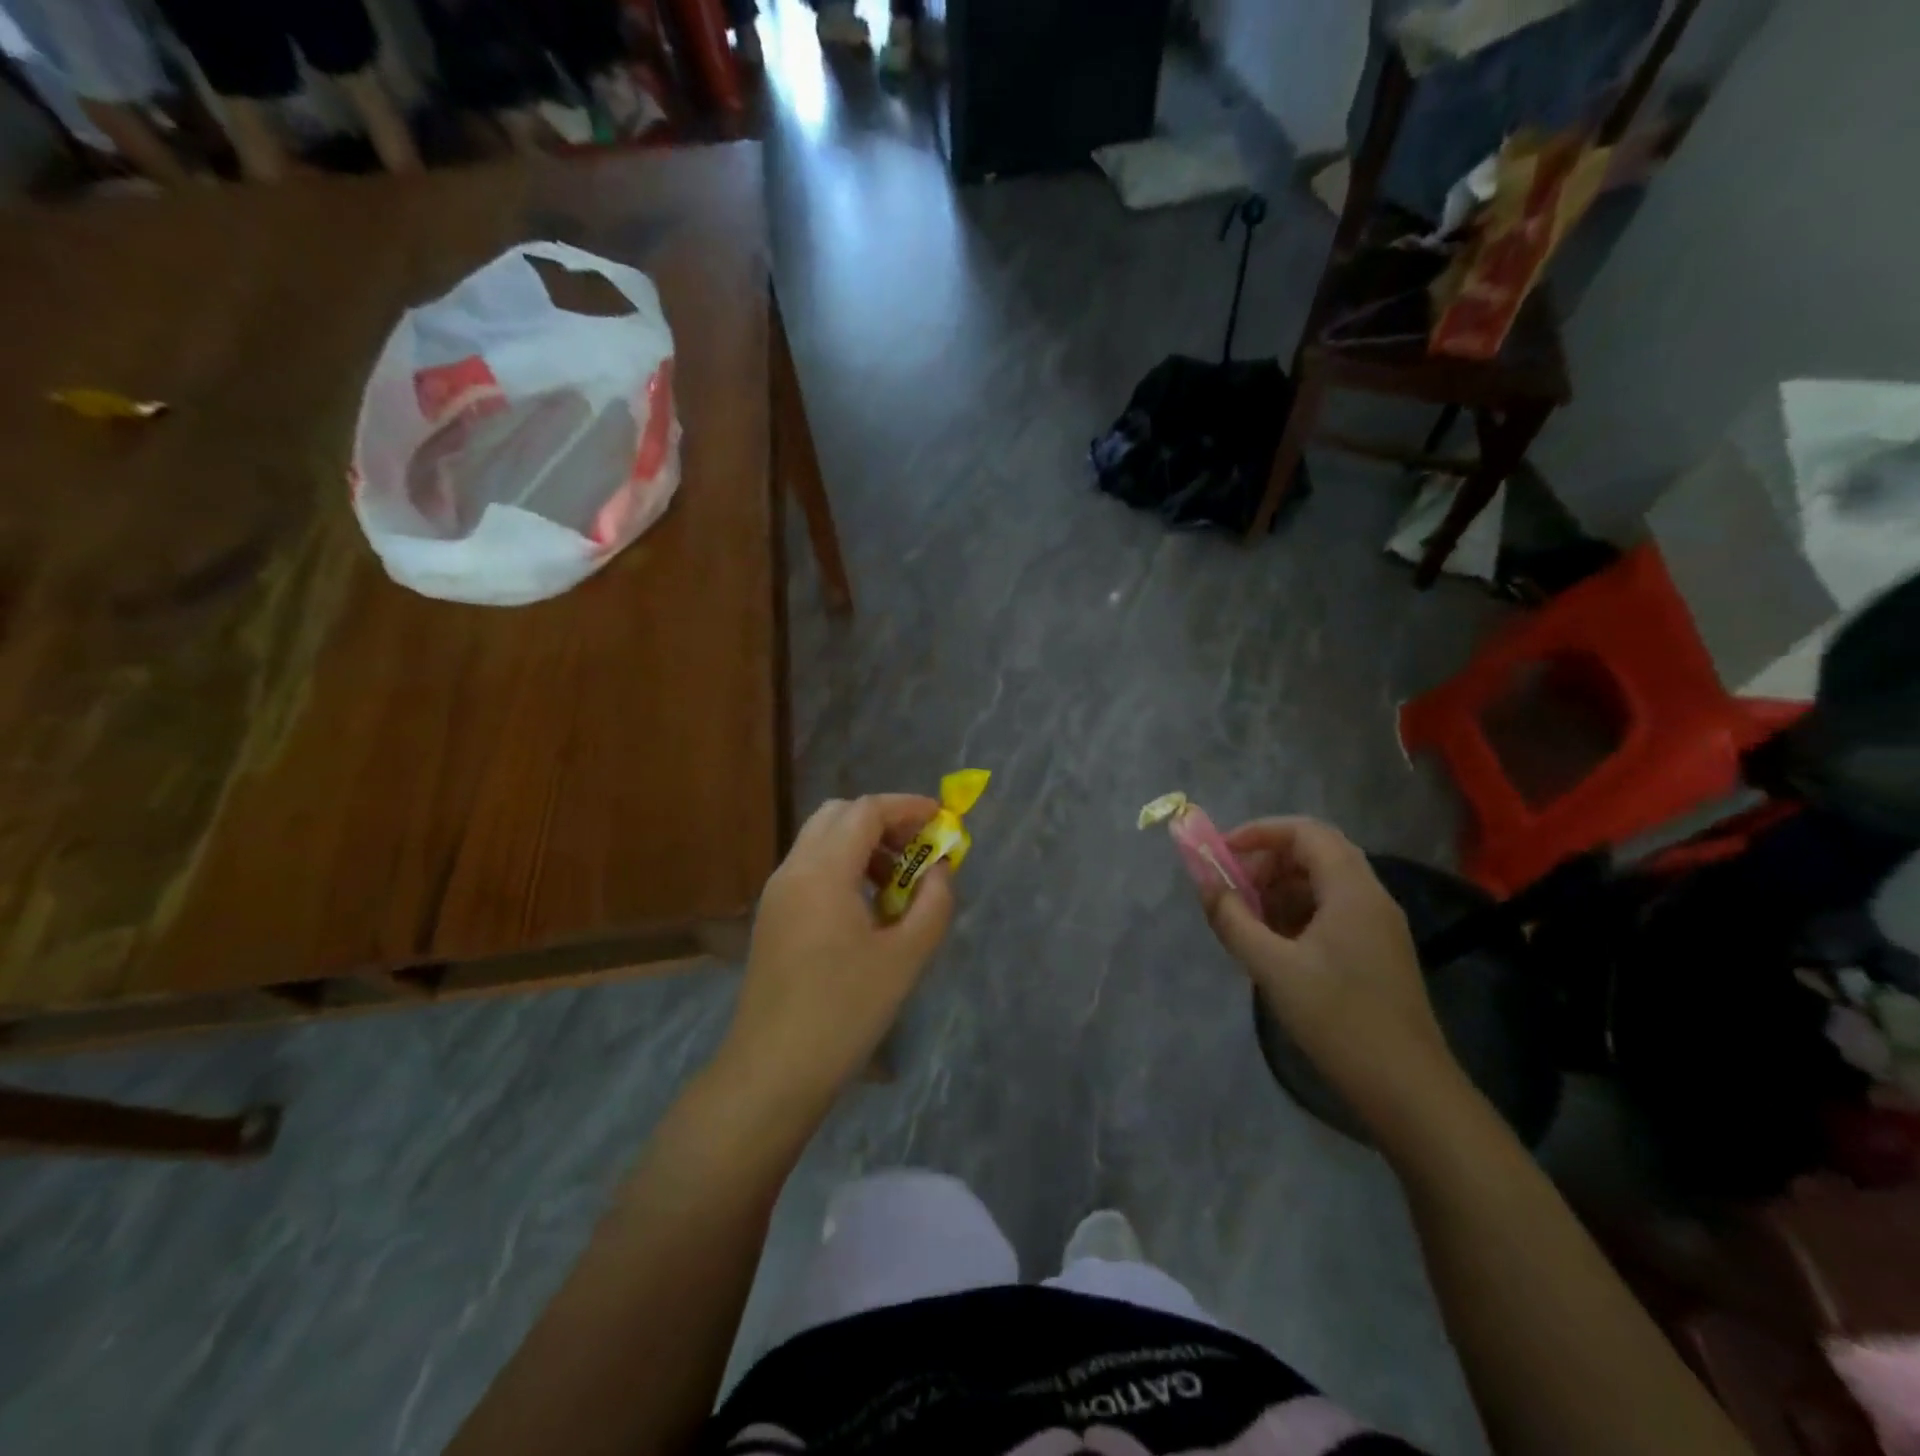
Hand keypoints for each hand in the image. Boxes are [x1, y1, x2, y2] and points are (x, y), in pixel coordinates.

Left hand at [718, 795, 954, 1112]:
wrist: (773, 1071)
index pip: (866, 811)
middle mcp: (793, 870)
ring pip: (822, 840)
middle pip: (839, 815)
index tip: (942, 821)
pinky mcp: (773, 916)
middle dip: (883, 821)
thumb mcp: (906, 957)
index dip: (907, 807)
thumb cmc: (844, 1012)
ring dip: (862, 845)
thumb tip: (939, 870)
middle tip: (918, 851)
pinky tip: (868, 910)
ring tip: (898, 885)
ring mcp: (777, 893)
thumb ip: (933, 902)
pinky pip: (810, 868)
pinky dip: (843, 867)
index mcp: (823, 871)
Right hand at [1200, 817, 1464, 1129]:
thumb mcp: (1273, 967)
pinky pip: (1333, 911)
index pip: (1306, 832)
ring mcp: (1378, 926)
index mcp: (1352, 891)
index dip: (1260, 832)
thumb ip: (1233, 919)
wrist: (1407, 1090)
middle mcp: (1371, 898)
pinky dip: (1298, 913)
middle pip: (1316, 853)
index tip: (1223, 852)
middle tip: (1232, 887)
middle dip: (1268, 861)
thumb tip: (1205, 883)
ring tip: (1247, 918)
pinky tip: (1274, 944)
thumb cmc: (1338, 1019)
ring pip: (1324, 883)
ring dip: (1281, 888)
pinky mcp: (1377, 952)